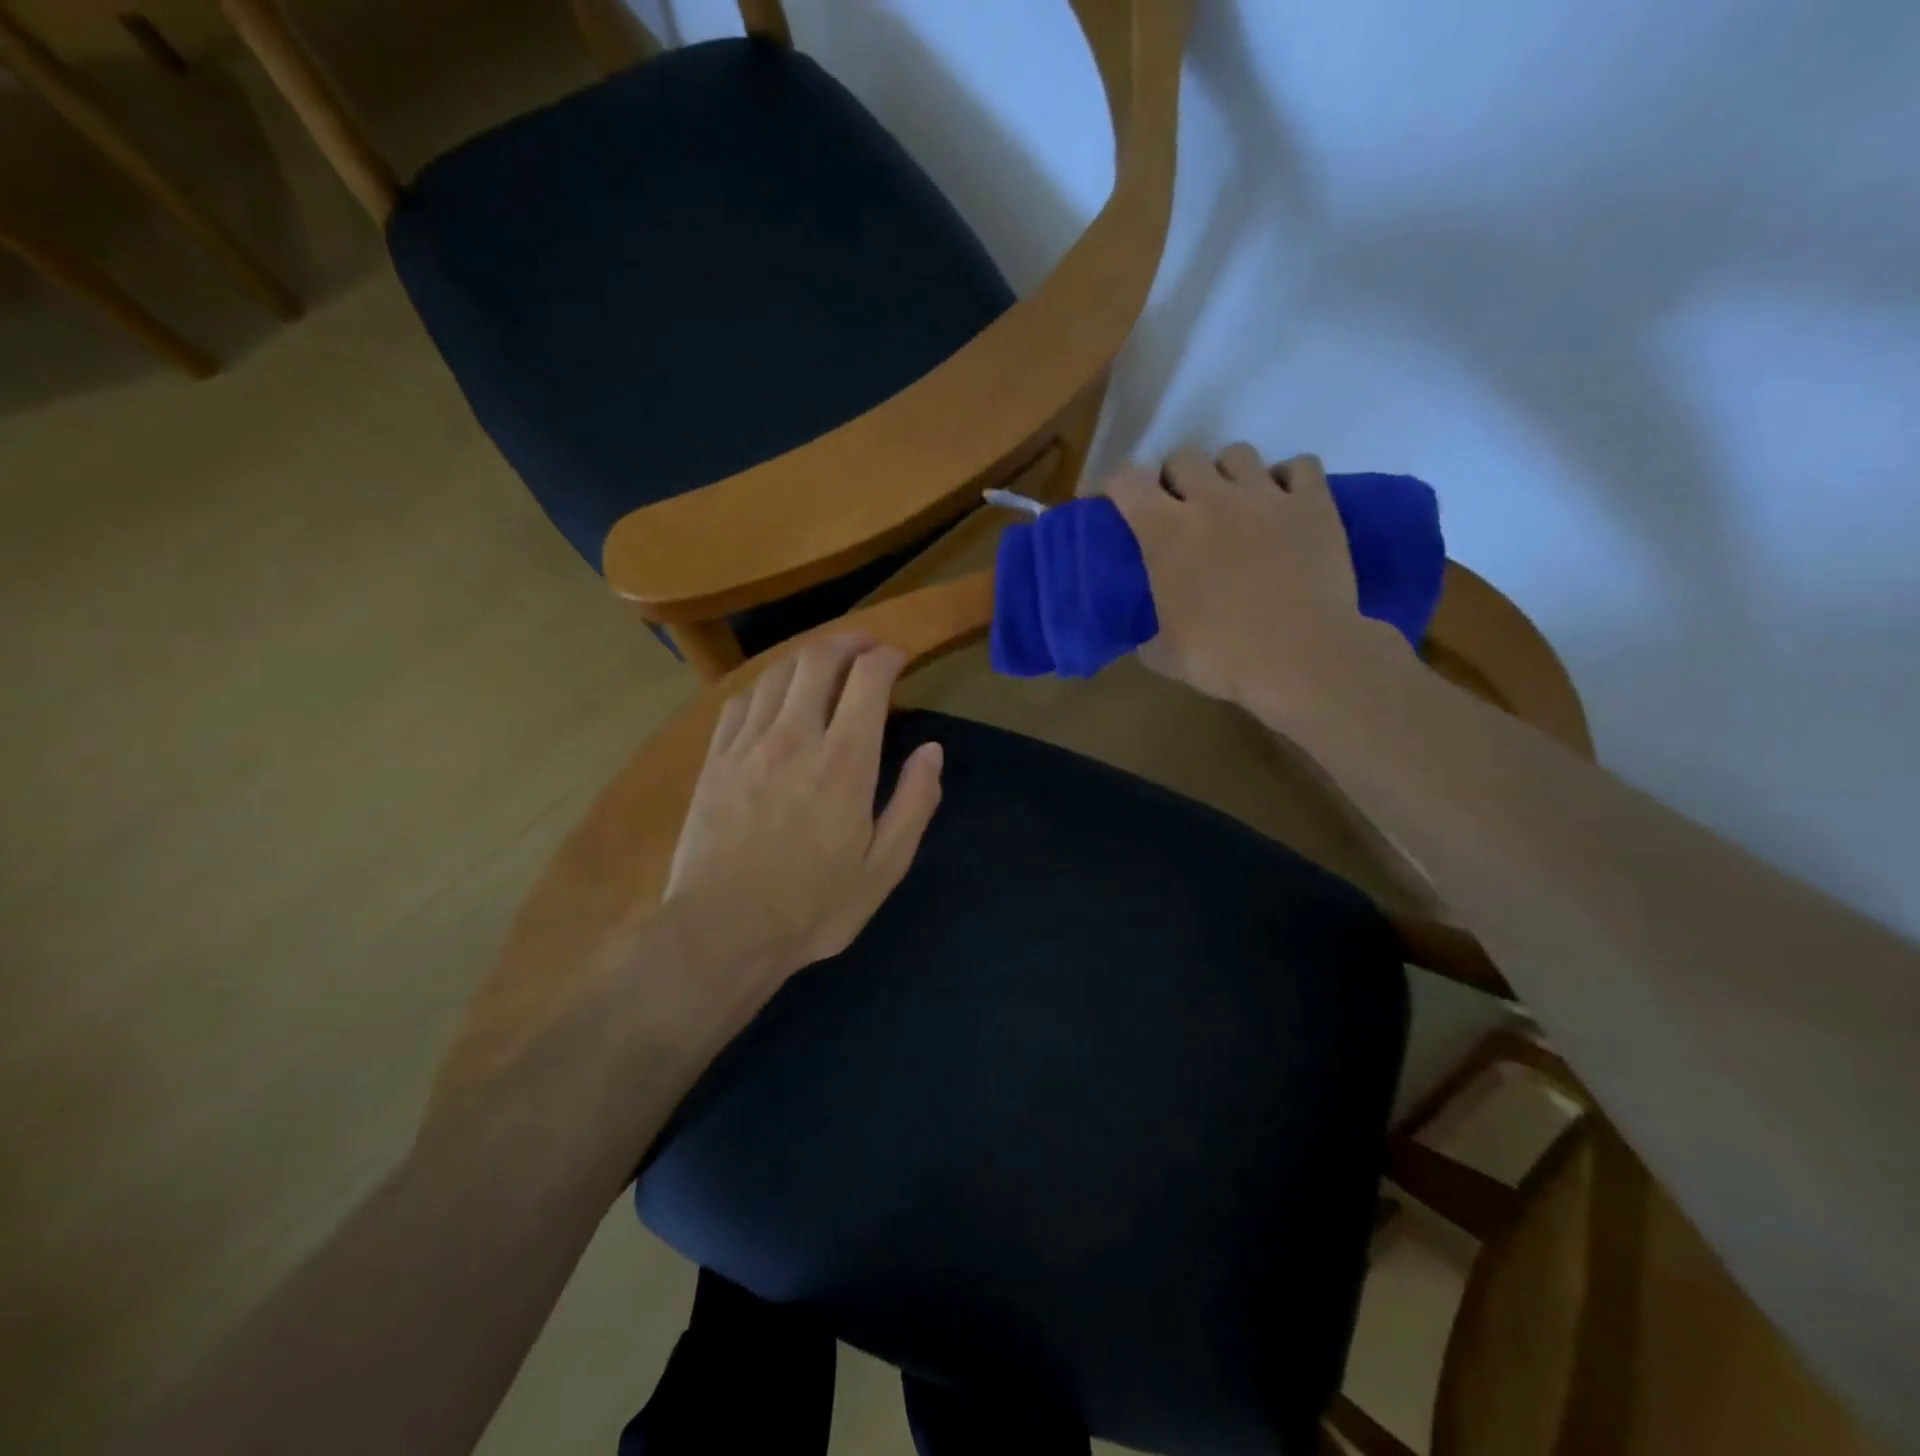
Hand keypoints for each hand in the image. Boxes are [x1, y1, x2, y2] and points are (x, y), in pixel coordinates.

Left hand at [663, 633, 943, 986]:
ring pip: (779, 673)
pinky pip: (741, 699)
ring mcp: (748, 744)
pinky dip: (767, 684)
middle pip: (819, 659)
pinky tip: (775, 695)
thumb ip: (914, 803)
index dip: (887, 657)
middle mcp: (795, 738)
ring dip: (808, 657)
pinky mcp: (716, 759)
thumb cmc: (812, 907)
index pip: (868, 679)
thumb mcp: (883, 868)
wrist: (721, 932)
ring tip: (826, 664)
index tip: (899, 659)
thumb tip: (932, 751)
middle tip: (866, 647)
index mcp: (844, 763)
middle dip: (848, 642)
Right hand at [1107, 445, 1409, 722]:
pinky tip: (1285, 503)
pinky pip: (1299, 465)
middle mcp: (1212, 500)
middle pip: (1183, 456)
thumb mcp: (1166, 655)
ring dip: (1228, 473)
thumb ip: (1150, 636)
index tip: (1120, 505)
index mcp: (1166, 533)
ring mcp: (1265, 496)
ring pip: (1238, 453)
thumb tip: (1148, 639)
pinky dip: (1289, 478)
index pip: (1127, 480)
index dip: (1118, 486)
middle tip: (1181, 509)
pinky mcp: (1313, 503)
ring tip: (1234, 503)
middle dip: (1175, 478)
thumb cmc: (1224, 658)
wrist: (1301, 658)